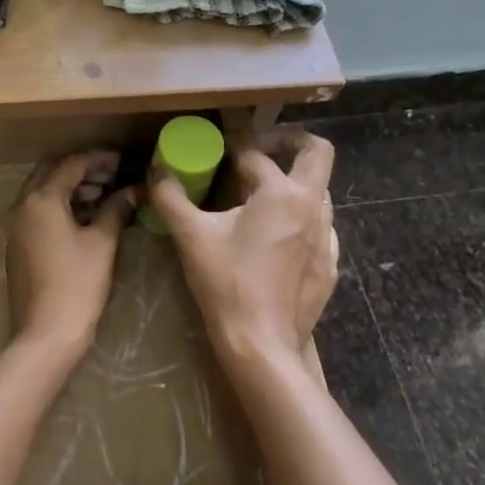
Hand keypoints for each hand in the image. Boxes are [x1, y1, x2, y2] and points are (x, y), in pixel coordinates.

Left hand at [7, 151, 137, 357]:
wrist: (46, 333)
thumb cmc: (78, 285)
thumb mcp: (102, 243)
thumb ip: (116, 209)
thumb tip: (134, 190)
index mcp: (41, 199)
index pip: (72, 164)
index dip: (100, 159)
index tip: (124, 161)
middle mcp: (22, 205)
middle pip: (52, 172)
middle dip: (82, 169)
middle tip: (113, 176)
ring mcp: (16, 226)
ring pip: (43, 191)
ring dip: (71, 187)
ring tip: (105, 196)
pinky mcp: (18, 244)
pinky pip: (38, 211)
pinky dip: (60, 206)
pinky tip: (86, 217)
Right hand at [150, 129, 339, 365]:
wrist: (261, 343)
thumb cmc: (226, 283)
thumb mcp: (190, 236)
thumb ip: (171, 197)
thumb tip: (156, 171)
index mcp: (281, 193)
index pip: (255, 154)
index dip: (233, 144)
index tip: (218, 144)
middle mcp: (312, 207)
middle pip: (317, 152)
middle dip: (290, 141)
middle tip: (260, 149)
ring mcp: (327, 238)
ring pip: (319, 192)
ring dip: (293, 183)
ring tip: (261, 197)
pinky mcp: (328, 265)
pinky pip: (321, 227)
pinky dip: (301, 219)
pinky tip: (277, 238)